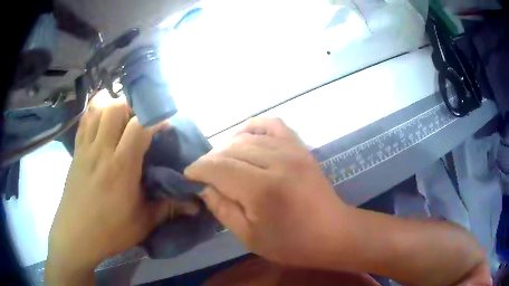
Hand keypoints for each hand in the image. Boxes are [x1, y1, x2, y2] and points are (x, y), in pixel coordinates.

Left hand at [46, 92, 193, 283]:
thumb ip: (168, 209)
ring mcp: (86, 148)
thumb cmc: (110, 231)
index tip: (164, 126)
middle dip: (133, 107)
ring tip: (122, 117)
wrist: (76, 235)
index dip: (155, 119)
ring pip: (98, 109)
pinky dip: (94, 111)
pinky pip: (84, 120)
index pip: (139, 127)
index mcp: (121, 167)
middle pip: (116, 108)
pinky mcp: (76, 151)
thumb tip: (195, 206)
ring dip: (113, 105)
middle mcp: (102, 150)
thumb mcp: (143, 223)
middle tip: (140, 121)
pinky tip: (101, 119)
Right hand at [185, 118, 348, 266]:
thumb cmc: (292, 243)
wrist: (333, 232)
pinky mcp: (301, 147)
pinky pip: (272, 125)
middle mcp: (277, 161)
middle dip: (210, 160)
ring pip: (247, 137)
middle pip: (230, 149)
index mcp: (262, 189)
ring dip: (227, 147)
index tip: (188, 176)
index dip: (198, 169)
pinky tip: (245, 139)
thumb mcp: (249, 237)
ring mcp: (292, 150)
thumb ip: (222, 208)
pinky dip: (254, 128)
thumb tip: (204, 186)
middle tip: (204, 175)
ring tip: (222, 162)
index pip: (218, 167)